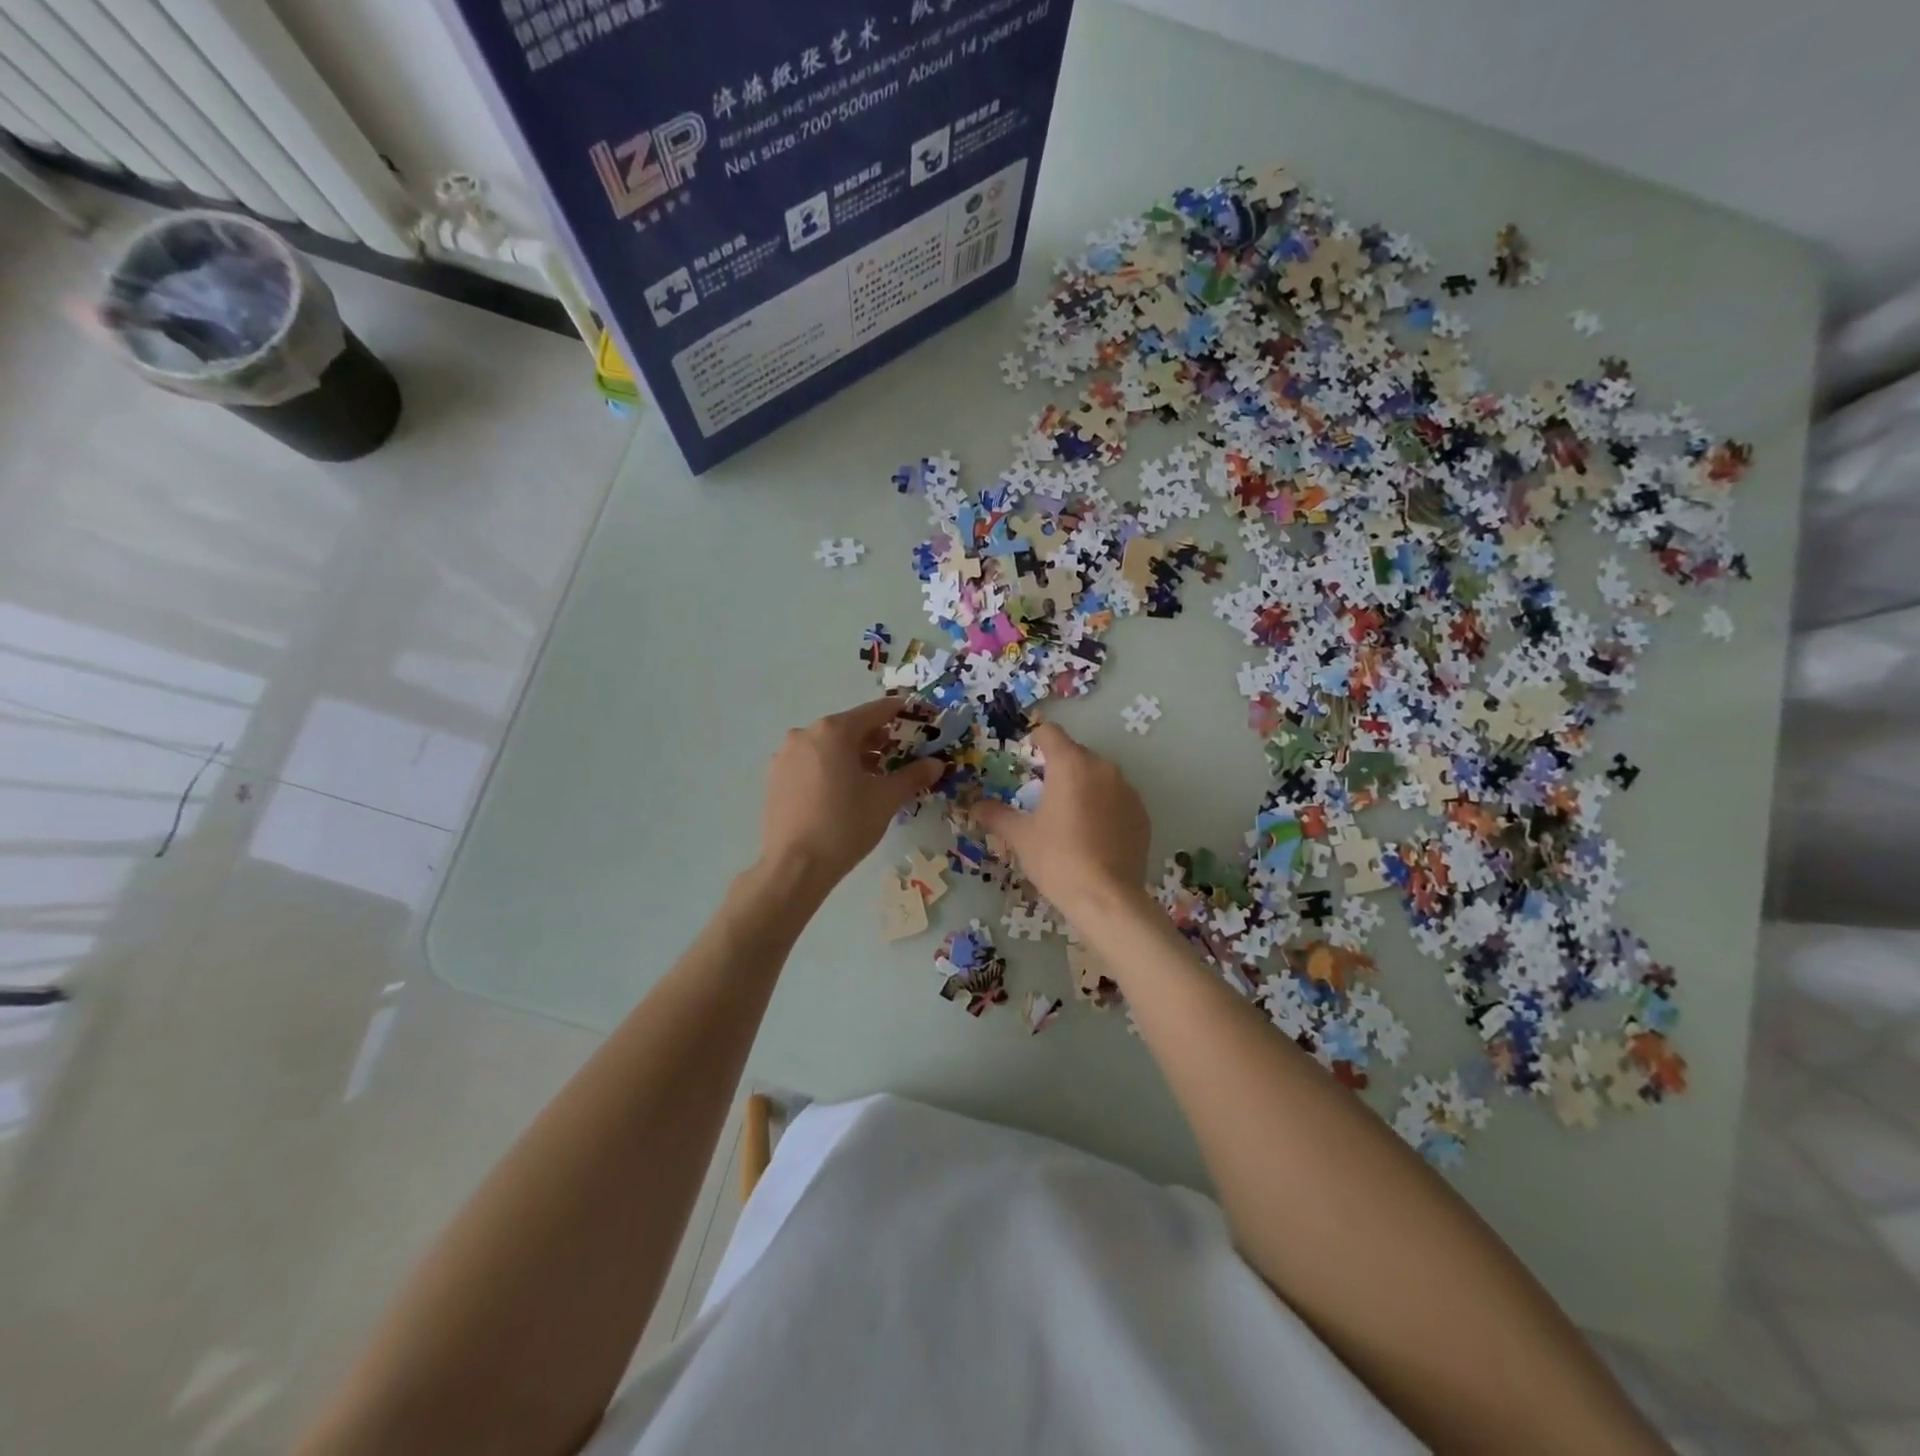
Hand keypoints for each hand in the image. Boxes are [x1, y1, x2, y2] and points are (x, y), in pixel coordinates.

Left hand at [759, 698, 943, 889]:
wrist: (795, 866)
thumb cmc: (846, 825)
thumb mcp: (886, 799)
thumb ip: (913, 775)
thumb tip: (937, 764)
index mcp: (834, 731)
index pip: (874, 711)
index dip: (899, 712)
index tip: (916, 715)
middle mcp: (805, 734)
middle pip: (849, 727)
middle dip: (876, 738)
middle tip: (899, 753)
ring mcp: (786, 756)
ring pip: (828, 746)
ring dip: (852, 754)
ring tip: (874, 776)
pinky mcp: (775, 778)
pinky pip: (810, 762)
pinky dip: (831, 767)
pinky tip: (844, 790)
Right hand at [973, 723, 1151, 919]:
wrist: (1107, 898)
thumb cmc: (1057, 859)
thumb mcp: (1020, 836)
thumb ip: (996, 814)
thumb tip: (975, 806)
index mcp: (1070, 764)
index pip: (1050, 732)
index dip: (1035, 740)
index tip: (1026, 759)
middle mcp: (1102, 768)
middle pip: (1076, 753)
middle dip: (1058, 767)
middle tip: (1042, 795)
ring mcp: (1127, 790)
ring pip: (1099, 776)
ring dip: (1083, 786)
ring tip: (1069, 817)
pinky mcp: (1142, 814)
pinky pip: (1117, 798)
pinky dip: (1104, 806)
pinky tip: (1094, 835)